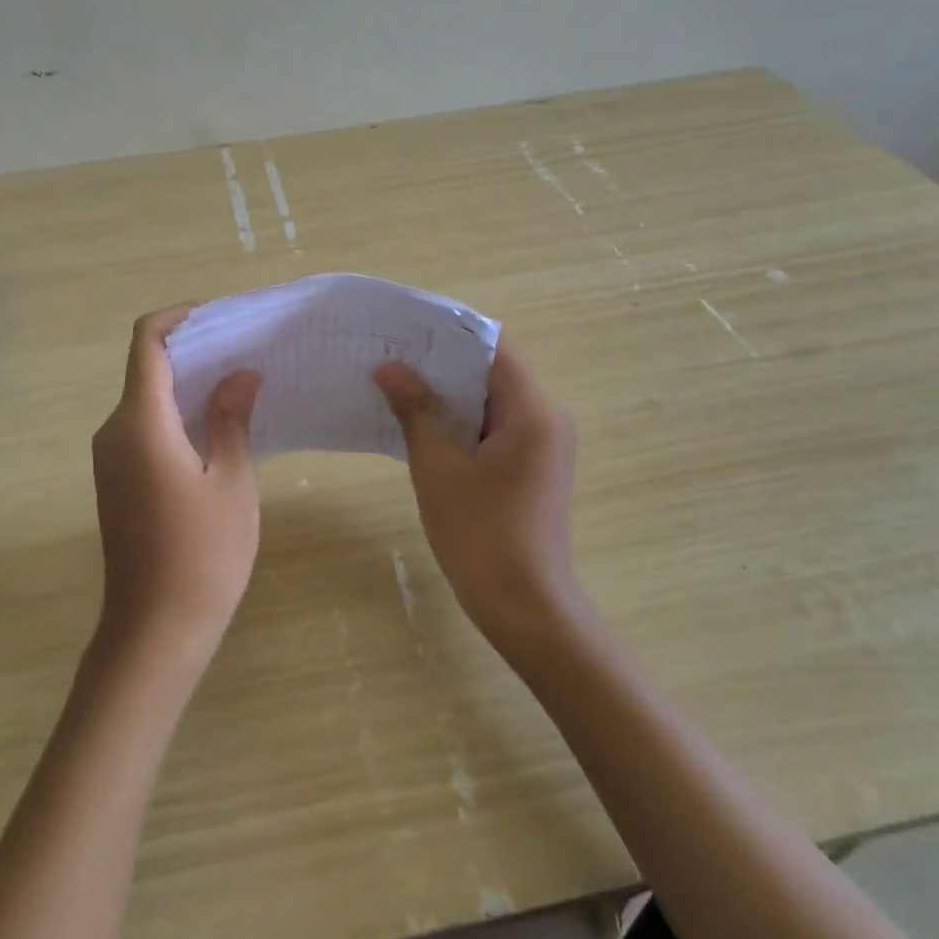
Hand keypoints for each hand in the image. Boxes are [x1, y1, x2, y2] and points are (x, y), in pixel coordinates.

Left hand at [91, 307, 262, 670]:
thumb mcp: (232, 481)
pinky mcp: (116, 481)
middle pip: (146, 369)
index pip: (147, 343)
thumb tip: (240, 374)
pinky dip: (176, 415)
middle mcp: (114, 431)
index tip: (218, 318)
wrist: (154, 631)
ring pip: (146, 400)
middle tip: (245, 351)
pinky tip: (216, 427)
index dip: (178, 318)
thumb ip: (232, 419)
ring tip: (240, 385)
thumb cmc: (202, 553)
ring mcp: (110, 459)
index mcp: (140, 422)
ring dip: (187, 385)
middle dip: (192, 352)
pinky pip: (144, 428)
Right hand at [373, 339, 585, 657]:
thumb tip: (390, 369)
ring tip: (400, 386)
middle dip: (445, 364)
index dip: (451, 333)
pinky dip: (464, 422)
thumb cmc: (481, 535)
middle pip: (495, 372)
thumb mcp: (439, 468)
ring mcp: (544, 446)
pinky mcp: (535, 468)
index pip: (494, 348)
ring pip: (494, 402)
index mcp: (532, 412)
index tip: (408, 329)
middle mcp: (548, 419)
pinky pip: (497, 428)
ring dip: (452, 394)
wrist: (526, 609)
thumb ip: (417, 411)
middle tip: (394, 356)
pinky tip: (424, 426)